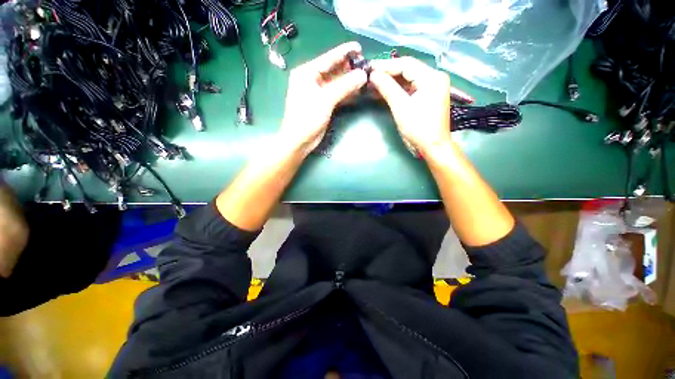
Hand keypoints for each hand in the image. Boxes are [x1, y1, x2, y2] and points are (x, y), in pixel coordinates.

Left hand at [279, 42, 367, 154]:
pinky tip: (358, 91)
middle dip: (349, 67)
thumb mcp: (325, 100)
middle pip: (333, 70)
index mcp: (307, 73)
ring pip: (337, 83)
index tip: (359, 47)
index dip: (344, 52)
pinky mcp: (323, 104)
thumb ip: (344, 86)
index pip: (328, 59)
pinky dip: (347, 93)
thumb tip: (363, 75)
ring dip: (350, 81)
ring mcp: (318, 93)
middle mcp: (312, 80)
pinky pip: (337, 94)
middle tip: (366, 65)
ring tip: (366, 77)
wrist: (299, 141)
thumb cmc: (307, 118)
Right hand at [369, 57, 452, 154]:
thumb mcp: (401, 107)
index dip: (386, 65)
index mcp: (432, 77)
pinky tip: (384, 91)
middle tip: (370, 75)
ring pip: (408, 79)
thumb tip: (373, 75)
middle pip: (408, 70)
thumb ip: (387, 88)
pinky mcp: (428, 96)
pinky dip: (397, 90)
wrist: (432, 147)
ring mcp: (432, 87)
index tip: (370, 68)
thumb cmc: (418, 128)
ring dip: (391, 82)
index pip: (406, 64)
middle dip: (388, 73)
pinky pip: (410, 88)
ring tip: (374, 83)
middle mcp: (434, 78)